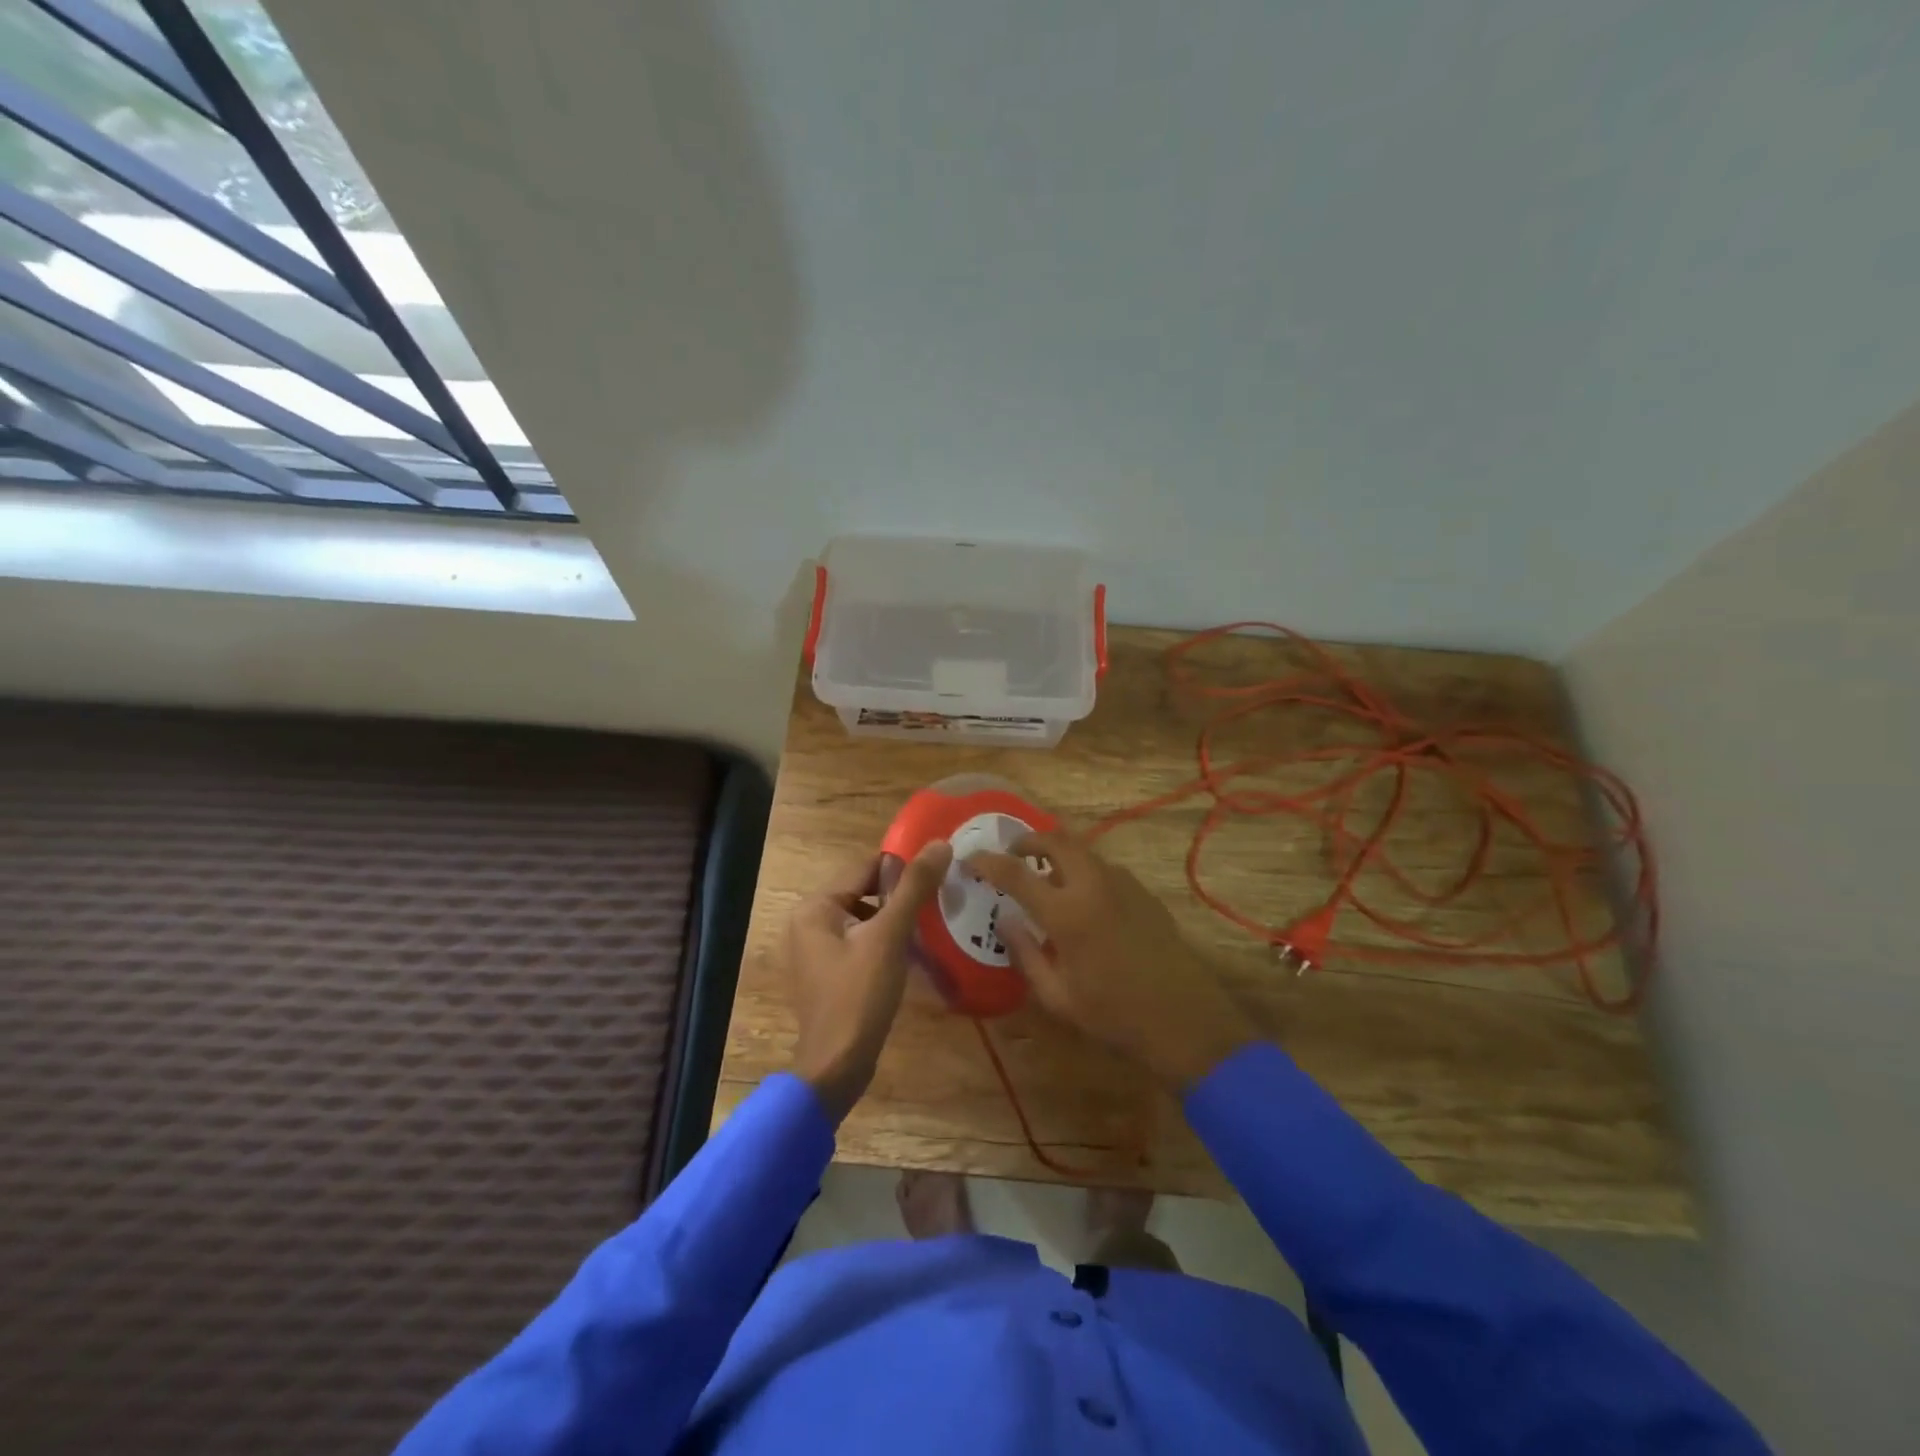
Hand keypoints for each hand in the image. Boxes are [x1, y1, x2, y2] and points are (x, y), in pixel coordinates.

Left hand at [787, 841, 952, 1123]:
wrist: (837, 1068)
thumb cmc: (859, 996)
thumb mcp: (890, 937)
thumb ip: (914, 888)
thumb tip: (940, 843)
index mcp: (815, 907)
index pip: (865, 869)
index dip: (903, 868)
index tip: (940, 871)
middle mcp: (809, 923)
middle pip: (865, 894)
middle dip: (902, 897)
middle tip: (942, 900)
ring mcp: (816, 952)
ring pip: (866, 921)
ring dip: (896, 922)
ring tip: (935, 925)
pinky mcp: (828, 976)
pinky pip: (861, 945)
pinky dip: (886, 944)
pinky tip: (914, 955)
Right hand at [968, 833, 1257, 1093]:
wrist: (1183, 1019)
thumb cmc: (1113, 1015)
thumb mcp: (1057, 996)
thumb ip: (1025, 953)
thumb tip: (1005, 920)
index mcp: (1066, 913)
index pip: (1015, 873)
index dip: (987, 862)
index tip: (970, 859)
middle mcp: (1094, 885)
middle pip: (1055, 840)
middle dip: (1028, 840)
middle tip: (1012, 854)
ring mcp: (1123, 884)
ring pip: (1083, 849)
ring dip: (1058, 852)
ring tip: (1045, 876)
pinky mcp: (1143, 892)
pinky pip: (1104, 867)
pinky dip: (1083, 869)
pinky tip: (1083, 898)